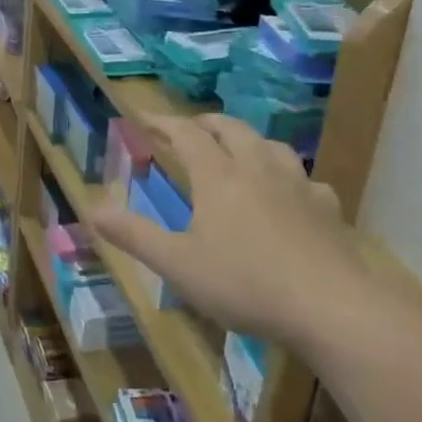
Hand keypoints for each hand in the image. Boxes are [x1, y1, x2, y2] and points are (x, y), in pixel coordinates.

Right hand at [86, 114, 361, 342]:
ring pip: (270, 145)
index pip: (185, 134)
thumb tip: (91, 209)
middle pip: (231, 129)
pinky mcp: (327, 208)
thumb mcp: (177, 264)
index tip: (142, 115)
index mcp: (218, 177)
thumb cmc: (244, 283)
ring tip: (238, 150)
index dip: (162, 122)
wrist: (331, 306)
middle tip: (189, 128)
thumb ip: (133, 235)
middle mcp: (257, 168)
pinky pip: (306, 179)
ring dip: (248, 140)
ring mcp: (298, 185)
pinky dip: (289, 177)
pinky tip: (291, 193)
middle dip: (205, 124)